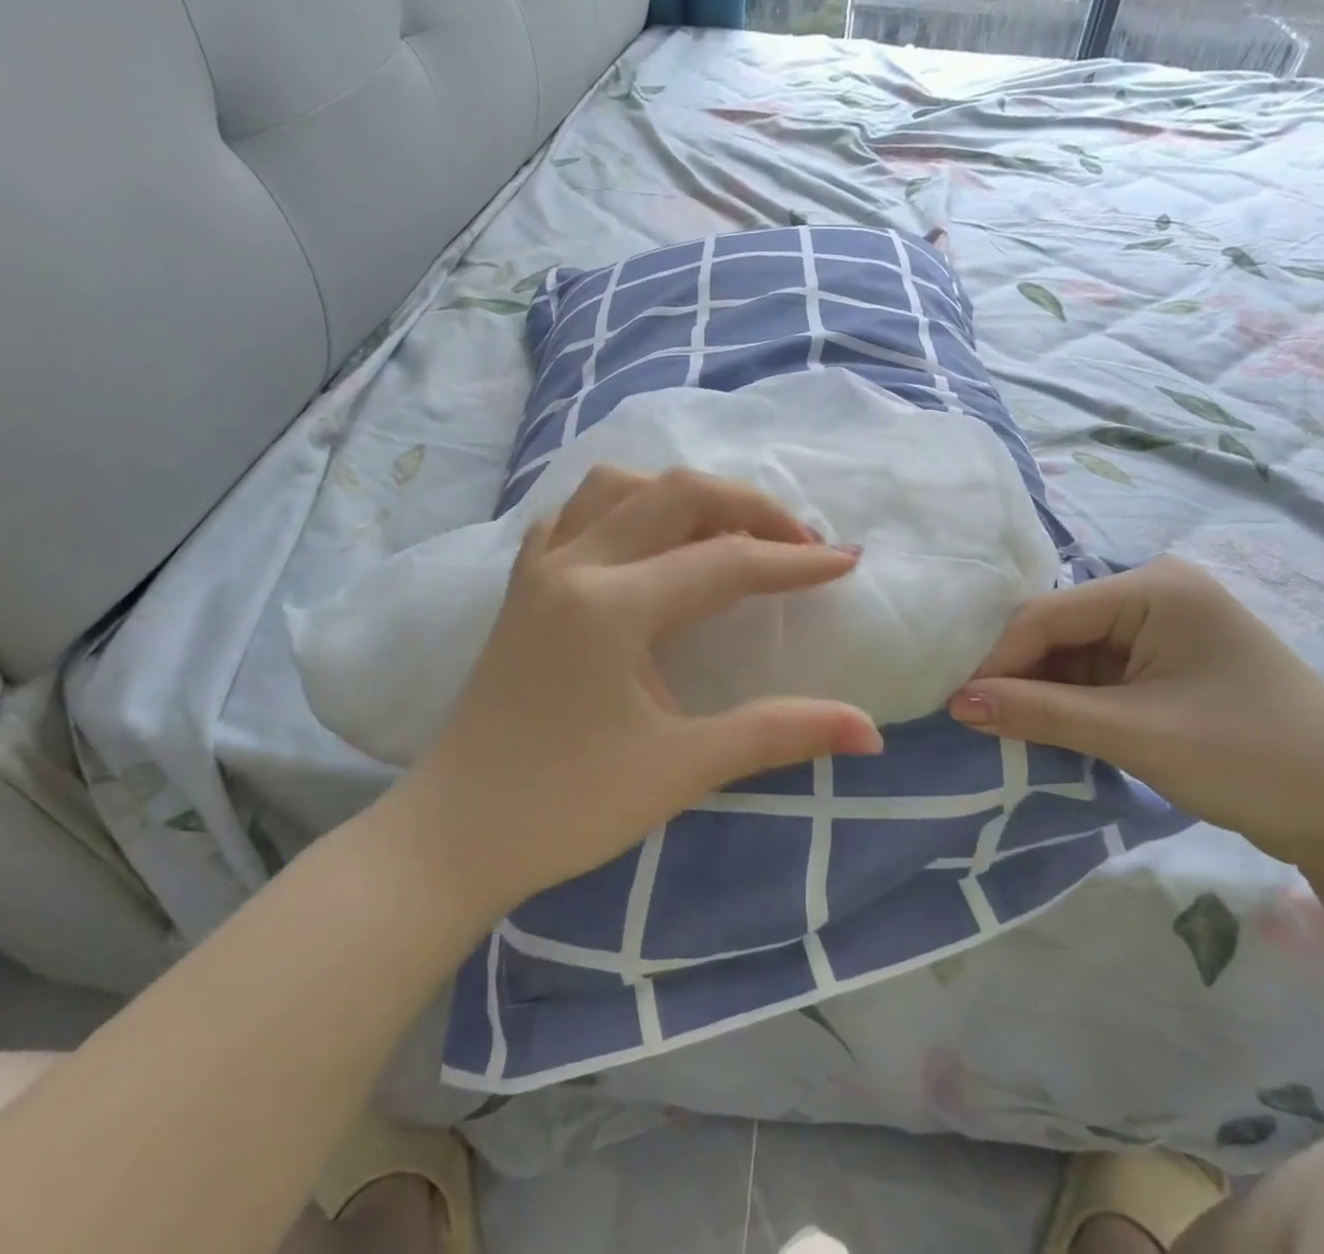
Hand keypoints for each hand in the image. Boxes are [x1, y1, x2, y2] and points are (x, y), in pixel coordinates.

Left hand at [405, 466, 882, 921]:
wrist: (453, 836)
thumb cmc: (566, 808)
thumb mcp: (681, 769)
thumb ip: (778, 735)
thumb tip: (870, 731)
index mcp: (611, 606)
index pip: (725, 562)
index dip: (794, 561)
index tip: (846, 562)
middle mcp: (572, 564)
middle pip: (676, 493)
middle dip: (749, 507)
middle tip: (798, 541)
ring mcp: (539, 567)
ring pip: (618, 487)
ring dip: (682, 496)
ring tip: (725, 533)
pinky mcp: (521, 584)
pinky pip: (575, 514)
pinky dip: (624, 508)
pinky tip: (645, 541)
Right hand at [949, 556, 1323, 867]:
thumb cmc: (1252, 757)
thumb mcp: (1135, 734)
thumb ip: (1040, 713)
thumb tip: (957, 704)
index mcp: (1154, 588)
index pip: (1048, 615)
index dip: (998, 659)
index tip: (958, 706)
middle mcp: (1156, 596)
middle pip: (1058, 631)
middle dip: (1019, 677)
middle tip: (974, 722)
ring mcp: (1164, 631)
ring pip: (1074, 657)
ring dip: (1043, 695)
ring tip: (1004, 731)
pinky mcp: (1168, 667)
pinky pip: (1099, 677)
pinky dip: (1072, 705)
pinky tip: (1048, 731)